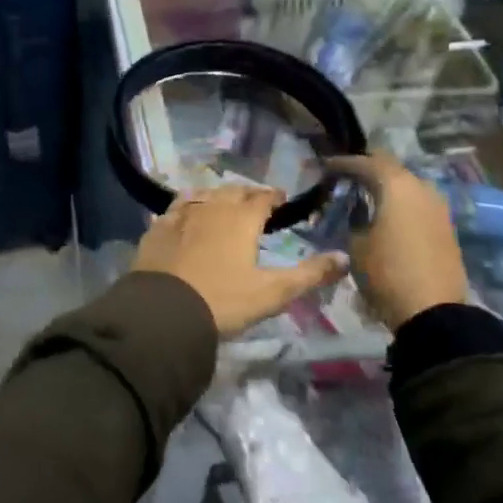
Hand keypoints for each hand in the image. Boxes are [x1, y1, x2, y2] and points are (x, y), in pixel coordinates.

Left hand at [131, 184, 348, 337]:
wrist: (165, 310)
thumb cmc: (224, 300)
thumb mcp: (273, 293)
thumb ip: (310, 274)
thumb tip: (344, 258)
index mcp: (241, 218)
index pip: (263, 198)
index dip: (274, 197)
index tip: (281, 199)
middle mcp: (212, 207)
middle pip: (233, 191)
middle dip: (247, 194)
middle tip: (256, 202)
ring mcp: (181, 214)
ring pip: (204, 195)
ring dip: (218, 196)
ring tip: (225, 204)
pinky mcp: (158, 227)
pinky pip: (177, 207)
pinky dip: (189, 205)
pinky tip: (188, 212)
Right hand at [324, 153, 467, 328]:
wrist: (435, 314)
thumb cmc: (387, 273)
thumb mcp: (356, 244)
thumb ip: (353, 218)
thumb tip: (356, 209)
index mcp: (396, 185)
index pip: (365, 162)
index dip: (343, 163)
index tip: (326, 166)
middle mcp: (421, 187)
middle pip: (391, 167)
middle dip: (368, 168)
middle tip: (346, 176)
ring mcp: (438, 206)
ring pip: (408, 184)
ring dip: (387, 186)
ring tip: (366, 194)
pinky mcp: (446, 226)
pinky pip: (419, 202)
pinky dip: (401, 202)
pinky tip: (388, 213)